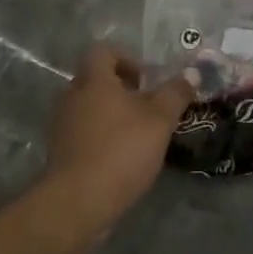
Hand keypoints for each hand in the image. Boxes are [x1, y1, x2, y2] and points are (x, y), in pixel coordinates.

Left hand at [45, 44, 193, 214]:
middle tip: (148, 107)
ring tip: (138, 135)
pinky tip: (121, 157)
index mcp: (94, 80)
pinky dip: (101, 137)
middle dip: (122, 89)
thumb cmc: (122, 150)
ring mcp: (62, 125)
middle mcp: (72, 96)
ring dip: (112, 114)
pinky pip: (83, 132)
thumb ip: (176, 93)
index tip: (146, 80)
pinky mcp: (60, 152)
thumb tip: (192, 72)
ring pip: (90, 107)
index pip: (102, 51)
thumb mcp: (160, 120)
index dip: (126, 58)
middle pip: (96, 79)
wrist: (78, 201)